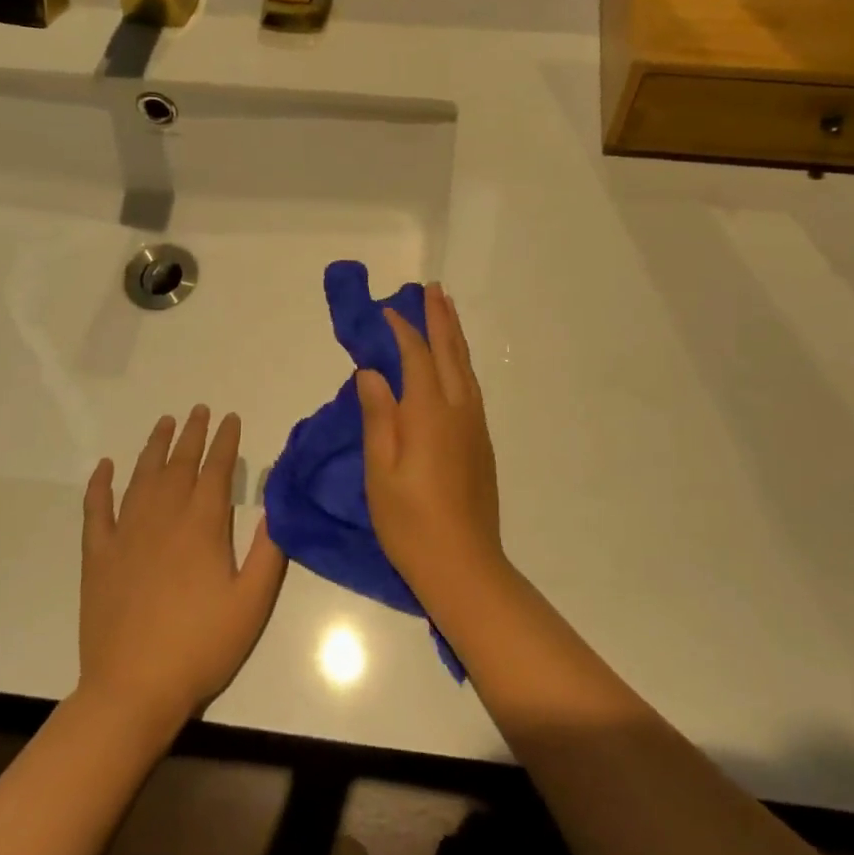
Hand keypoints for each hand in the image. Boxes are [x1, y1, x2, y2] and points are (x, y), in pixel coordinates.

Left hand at [79, 407, 286, 724]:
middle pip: (178, 464)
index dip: (225, 441)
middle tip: (199, 409)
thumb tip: (275, 498)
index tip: (231, 418)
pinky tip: (105, 467)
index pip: (216, 470)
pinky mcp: (97, 556)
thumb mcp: (252, 601)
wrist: (134, 689)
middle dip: (192, 434)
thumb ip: (267, 547)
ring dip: (154, 447)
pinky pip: (96, 509)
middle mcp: (162, 519)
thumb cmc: (202, 646)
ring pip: (141, 477)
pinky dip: (100, 485)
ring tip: (164, 423)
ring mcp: (125, 535)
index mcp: (202, 527)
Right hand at [355, 283, 504, 605]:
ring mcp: (475, 426)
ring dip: (454, 337)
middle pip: (450, 353)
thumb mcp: (380, 472)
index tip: (387, 310)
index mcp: (430, 414)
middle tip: (432, 289)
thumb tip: (371, 373)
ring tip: (446, 312)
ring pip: (466, 368)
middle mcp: (459, 410)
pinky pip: (472, 387)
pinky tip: (455, 365)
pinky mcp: (482, 442)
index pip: (416, 358)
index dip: (402, 330)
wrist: (464, 565)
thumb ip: (378, 417)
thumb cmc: (410, 523)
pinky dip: (461, 363)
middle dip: (440, 319)